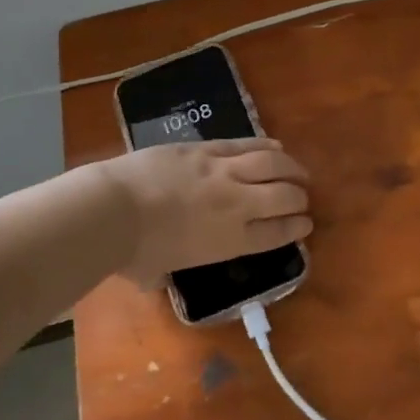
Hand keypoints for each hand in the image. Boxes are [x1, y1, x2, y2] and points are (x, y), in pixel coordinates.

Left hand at [98, 138, 311, 285]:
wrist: (113, 210)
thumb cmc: (132, 252)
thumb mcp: (155, 273)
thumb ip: (165, 273)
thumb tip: (155, 275)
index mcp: (231, 242)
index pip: (277, 233)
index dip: (296, 227)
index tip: (306, 224)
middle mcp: (237, 205)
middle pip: (283, 197)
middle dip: (299, 198)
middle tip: (303, 198)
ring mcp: (224, 172)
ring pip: (272, 164)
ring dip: (291, 168)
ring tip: (300, 171)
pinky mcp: (206, 148)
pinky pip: (245, 144)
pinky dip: (266, 145)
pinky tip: (277, 146)